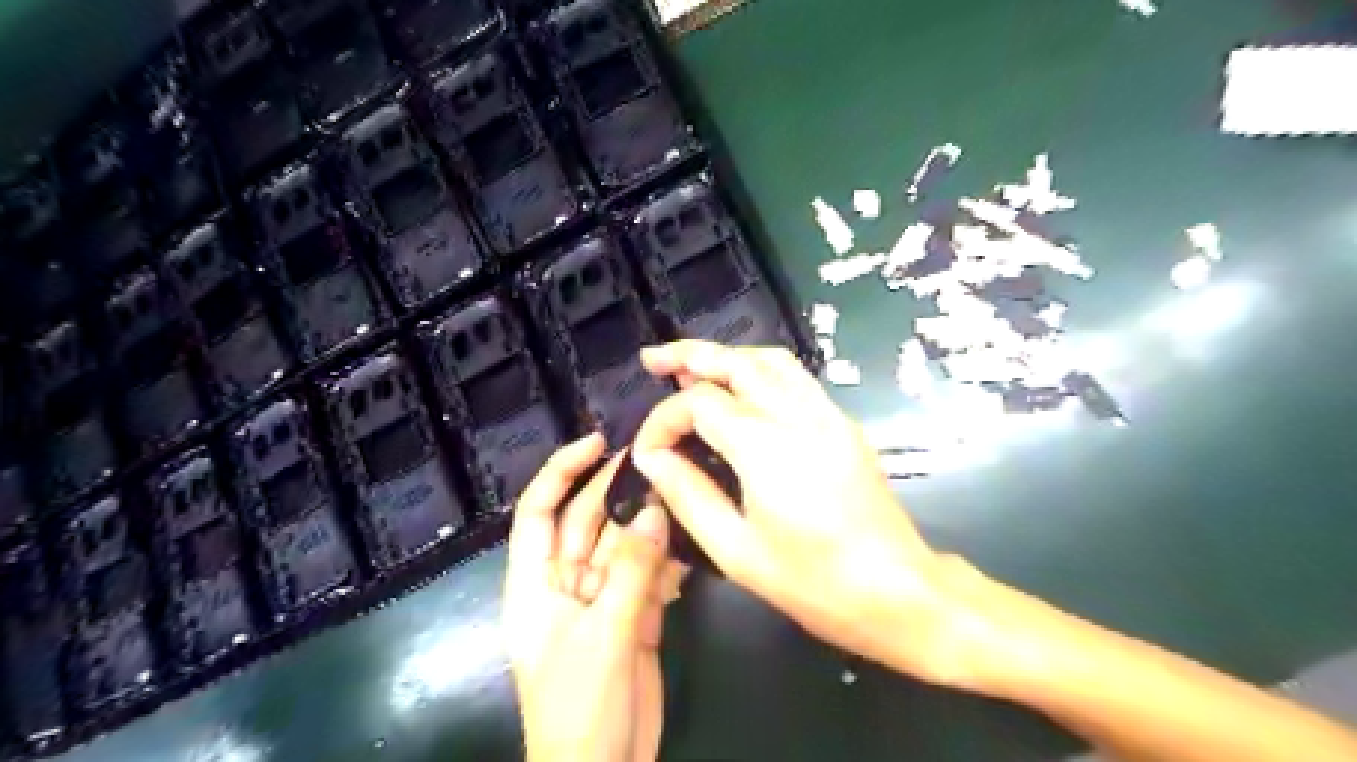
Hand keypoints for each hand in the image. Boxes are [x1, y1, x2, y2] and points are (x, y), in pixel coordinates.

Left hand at [499, 435, 683, 761]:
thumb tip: (653, 513)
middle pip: (586, 523)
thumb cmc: (581, 708)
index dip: (561, 472)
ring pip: (623, 547)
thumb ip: (629, 572)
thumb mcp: (603, 635)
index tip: (597, 442)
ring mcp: (601, 600)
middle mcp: (566, 584)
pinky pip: (647, 577)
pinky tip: (689, 551)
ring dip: (648, 526)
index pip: (538, 512)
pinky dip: (667, 564)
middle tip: (656, 461)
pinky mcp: (632, 618)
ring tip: (680, 497)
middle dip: (615, 492)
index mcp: (536, 584)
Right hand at [630, 344, 982, 687]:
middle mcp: (797, 415)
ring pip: (770, 360)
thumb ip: (688, 495)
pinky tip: (742, 389)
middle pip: (737, 362)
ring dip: (727, 356)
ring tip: (692, 367)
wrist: (897, 590)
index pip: (699, 403)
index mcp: (765, 445)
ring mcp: (827, 414)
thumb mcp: (736, 551)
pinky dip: (759, 370)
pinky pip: (795, 378)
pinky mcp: (843, 423)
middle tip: (653, 359)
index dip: (663, 420)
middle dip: (690, 355)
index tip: (647, 452)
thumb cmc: (813, 581)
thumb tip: (651, 458)